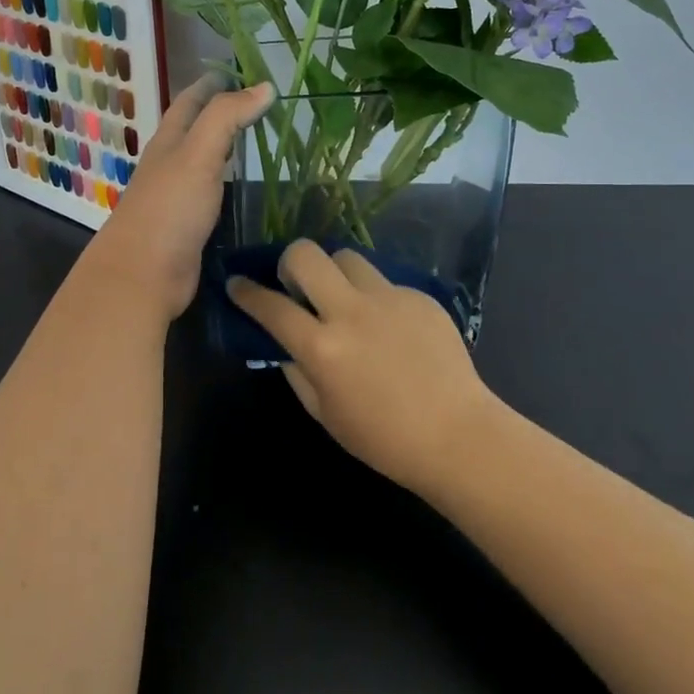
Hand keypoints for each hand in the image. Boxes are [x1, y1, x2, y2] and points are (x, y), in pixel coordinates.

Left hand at [87, 74, 275, 319]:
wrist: (143, 274)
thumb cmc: (170, 208)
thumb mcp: (198, 154)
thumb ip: (227, 117)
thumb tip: (264, 86)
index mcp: (168, 141)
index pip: (190, 101)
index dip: (212, 83)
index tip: (240, 70)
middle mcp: (169, 163)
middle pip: (193, 128)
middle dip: (220, 111)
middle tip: (258, 103)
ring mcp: (176, 196)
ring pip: (202, 160)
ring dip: (223, 146)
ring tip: (255, 138)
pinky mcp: (186, 225)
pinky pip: (209, 192)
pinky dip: (226, 181)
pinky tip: (242, 186)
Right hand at [225, 241, 499, 495]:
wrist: (457, 435)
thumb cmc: (383, 438)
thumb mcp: (325, 414)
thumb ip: (297, 371)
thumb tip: (285, 343)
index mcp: (322, 348)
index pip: (271, 306)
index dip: (246, 292)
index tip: (236, 283)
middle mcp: (351, 312)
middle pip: (305, 254)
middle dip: (289, 262)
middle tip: (297, 286)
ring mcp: (388, 299)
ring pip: (346, 256)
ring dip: (335, 273)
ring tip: (344, 299)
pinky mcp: (418, 296)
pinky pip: (384, 281)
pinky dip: (374, 297)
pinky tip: (388, 327)